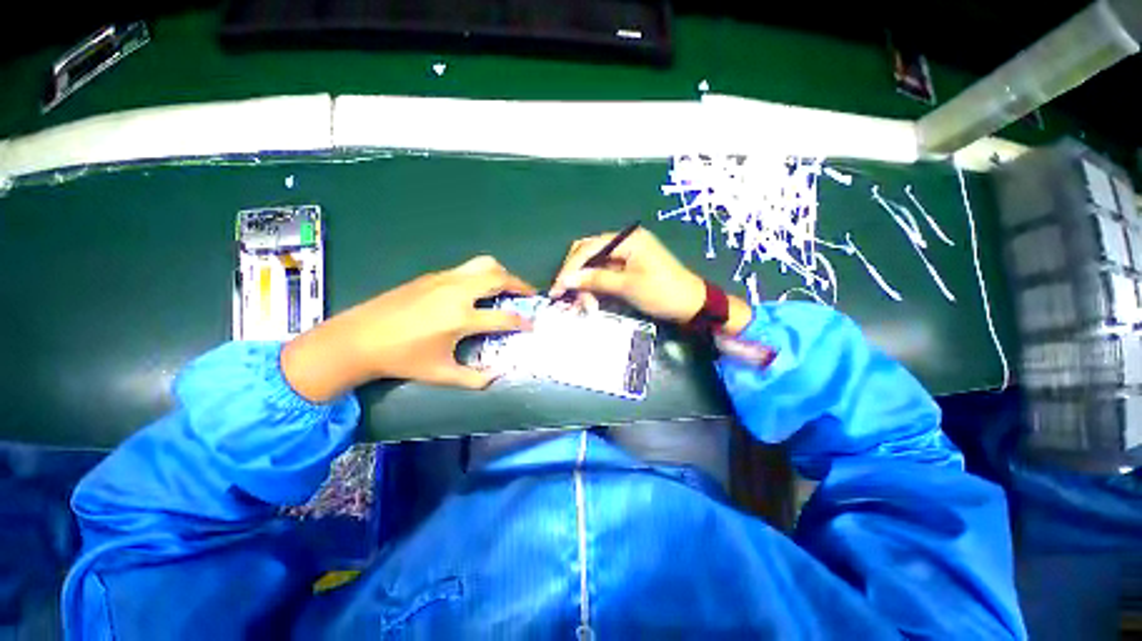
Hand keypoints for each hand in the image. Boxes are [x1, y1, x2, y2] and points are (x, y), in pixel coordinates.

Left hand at [282, 256, 535, 401]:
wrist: (358, 338)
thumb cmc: (402, 359)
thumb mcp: (439, 374)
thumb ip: (472, 378)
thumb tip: (495, 377)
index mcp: (461, 318)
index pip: (504, 317)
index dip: (523, 321)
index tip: (532, 324)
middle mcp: (457, 293)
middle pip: (499, 278)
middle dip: (520, 285)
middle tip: (529, 294)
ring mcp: (444, 280)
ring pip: (483, 264)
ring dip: (502, 273)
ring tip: (507, 285)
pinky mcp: (432, 276)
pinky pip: (466, 268)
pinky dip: (482, 273)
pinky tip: (477, 288)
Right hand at [549, 228, 751, 332]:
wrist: (691, 304)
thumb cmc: (662, 292)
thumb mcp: (627, 287)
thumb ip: (596, 280)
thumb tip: (565, 279)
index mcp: (626, 239)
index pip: (588, 248)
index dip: (570, 268)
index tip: (557, 289)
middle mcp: (623, 242)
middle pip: (588, 253)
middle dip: (576, 276)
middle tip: (567, 298)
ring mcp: (625, 255)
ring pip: (594, 266)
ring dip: (585, 285)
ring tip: (583, 306)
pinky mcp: (627, 268)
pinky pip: (604, 274)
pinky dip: (595, 288)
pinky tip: (591, 302)